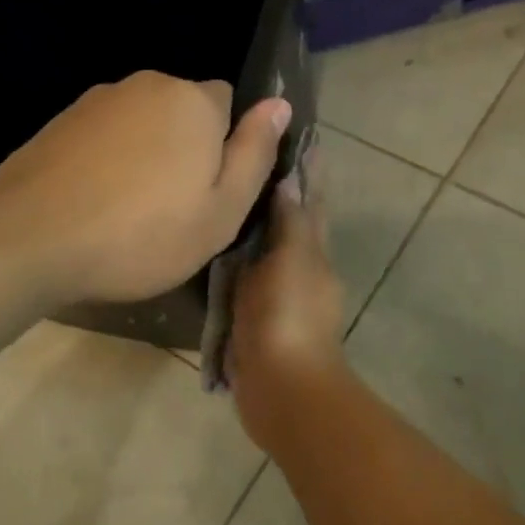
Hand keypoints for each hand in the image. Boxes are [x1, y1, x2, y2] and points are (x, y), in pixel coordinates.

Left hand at [0, 72, 289, 304]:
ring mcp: (96, 100)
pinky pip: (103, 137)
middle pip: (182, 111)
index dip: (225, 146)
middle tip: (173, 209)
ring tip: (129, 212)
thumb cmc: (143, 234)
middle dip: (185, 147)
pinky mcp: (59, 123)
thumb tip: (279, 104)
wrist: (31, 240)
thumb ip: (255, 153)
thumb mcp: (221, 210)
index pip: (228, 102)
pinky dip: (107, 162)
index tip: (209, 190)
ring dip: (144, 155)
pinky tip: (94, 204)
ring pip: (141, 125)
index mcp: (192, 101)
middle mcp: (145, 85)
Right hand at [228, 160, 348, 450]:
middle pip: (290, 222)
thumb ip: (289, 222)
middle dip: (278, 192)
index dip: (307, 171)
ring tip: (225, 194)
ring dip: (253, 226)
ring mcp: (277, 296)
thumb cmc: (288, 317)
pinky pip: (243, 280)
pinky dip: (234, 261)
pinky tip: (211, 249)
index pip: (311, 201)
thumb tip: (290, 180)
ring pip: (265, 250)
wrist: (282, 388)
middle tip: (248, 157)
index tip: (296, 136)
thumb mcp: (291, 260)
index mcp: (313, 252)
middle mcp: (299, 269)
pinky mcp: (255, 319)